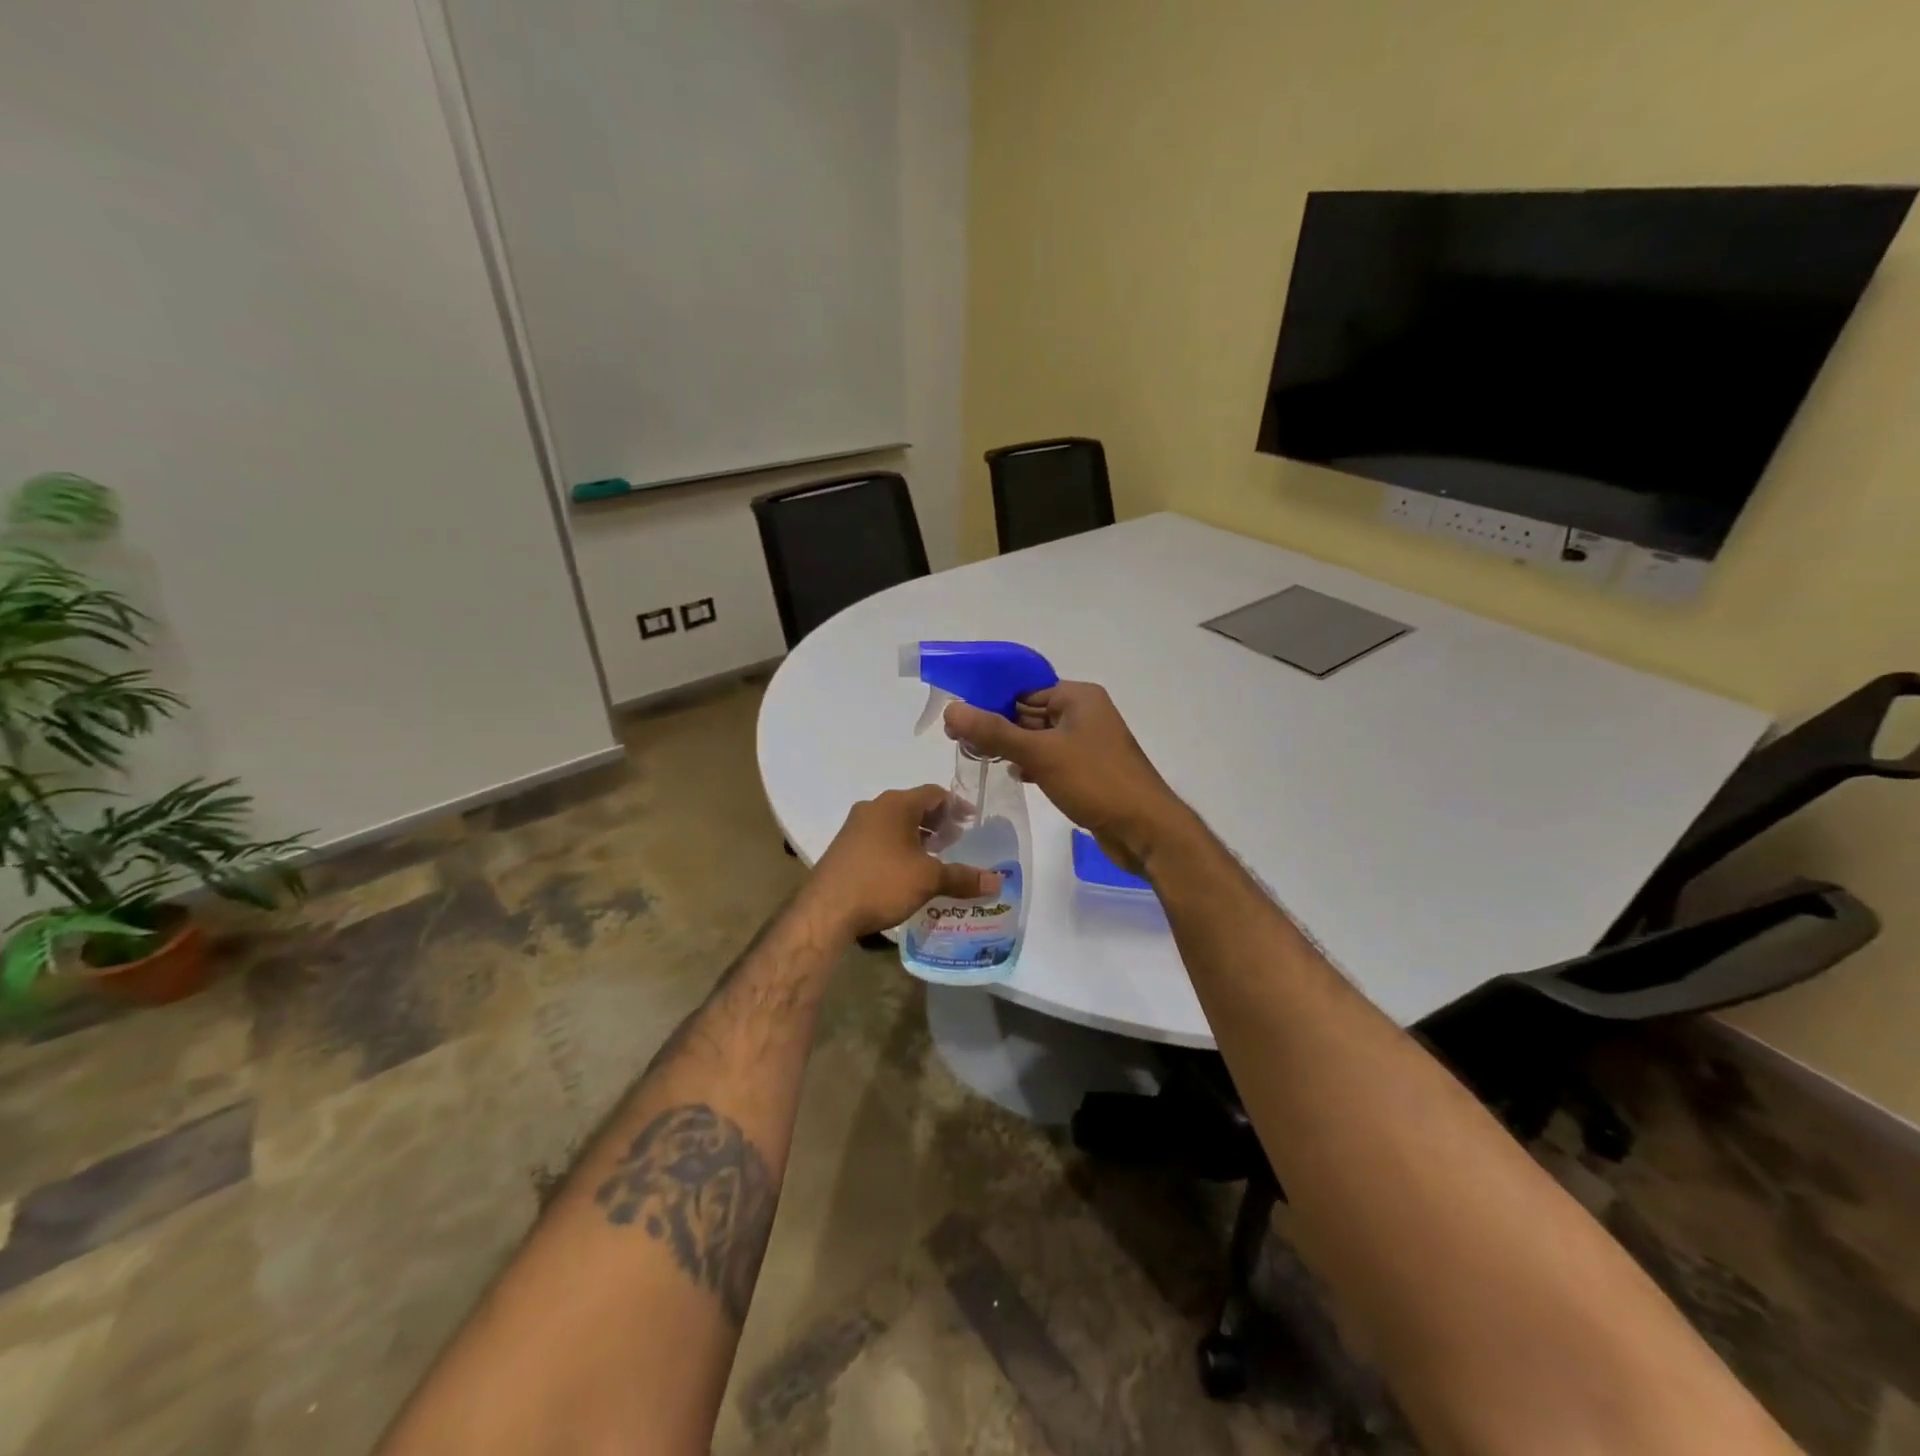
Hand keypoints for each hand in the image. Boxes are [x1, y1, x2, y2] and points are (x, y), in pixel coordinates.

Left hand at [802, 785, 1002, 938]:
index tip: (972, 823)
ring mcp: (855, 826)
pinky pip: (879, 836)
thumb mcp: (928, 880)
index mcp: (896, 804)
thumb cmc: (882, 883)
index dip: (957, 807)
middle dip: (937, 822)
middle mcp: (874, 807)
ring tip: (934, 858)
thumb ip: (963, 877)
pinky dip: (898, 845)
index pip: (934, 793)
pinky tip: (905, 870)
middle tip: (956, 842)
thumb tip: (997, 882)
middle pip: (914, 806)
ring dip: (917, 835)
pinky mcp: (844, 846)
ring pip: (895, 822)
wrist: (826, 911)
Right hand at [943, 681, 1189, 876]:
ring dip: (1013, 747)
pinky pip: (1052, 759)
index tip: (958, 720)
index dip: (990, 701)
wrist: (1145, 830)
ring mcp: (1088, 744)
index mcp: (1078, 697)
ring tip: (979, 758)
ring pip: (1039, 738)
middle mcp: (1085, 714)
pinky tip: (1015, 775)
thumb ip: (994, 732)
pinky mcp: (1088, 771)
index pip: (1024, 689)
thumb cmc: (1096, 781)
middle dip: (998, 726)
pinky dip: (1032, 764)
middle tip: (960, 741)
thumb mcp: (1040, 753)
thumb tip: (951, 710)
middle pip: (1030, 713)